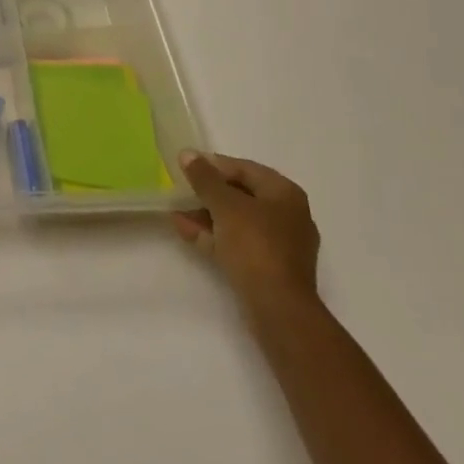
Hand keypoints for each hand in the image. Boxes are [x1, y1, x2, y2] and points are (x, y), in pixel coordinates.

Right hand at [174, 151, 319, 312]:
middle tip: (180, 191)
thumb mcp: (224, 205)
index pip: (244, 169)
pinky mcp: (269, 268)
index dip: (213, 166)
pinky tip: (186, 232)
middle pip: (240, 195)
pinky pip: (238, 243)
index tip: (186, 168)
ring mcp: (280, 245)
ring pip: (237, 221)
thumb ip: (204, 177)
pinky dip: (214, 236)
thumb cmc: (255, 245)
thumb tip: (188, 153)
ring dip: (206, 216)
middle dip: (207, 194)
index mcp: (285, 194)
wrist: (278, 309)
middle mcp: (287, 215)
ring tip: (176, 214)